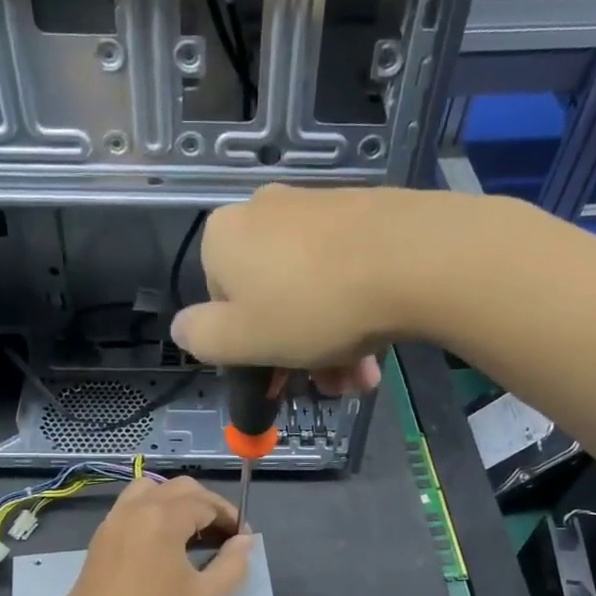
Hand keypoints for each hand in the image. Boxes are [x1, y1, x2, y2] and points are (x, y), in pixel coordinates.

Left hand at [46, 476, 250, 595]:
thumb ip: (233, 564)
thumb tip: (244, 540)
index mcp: (162, 518)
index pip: (205, 502)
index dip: (229, 517)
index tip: (243, 539)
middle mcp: (134, 510)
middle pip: (178, 488)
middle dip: (206, 504)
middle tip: (223, 535)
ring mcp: (111, 523)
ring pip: (149, 490)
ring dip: (175, 502)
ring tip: (190, 533)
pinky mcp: (98, 540)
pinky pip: (129, 508)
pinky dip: (151, 511)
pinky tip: (161, 545)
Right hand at [170, 185, 441, 394]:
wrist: (413, 260)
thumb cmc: (312, 307)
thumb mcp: (241, 340)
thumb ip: (200, 338)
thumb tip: (181, 328)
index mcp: (224, 237)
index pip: (220, 303)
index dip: (247, 348)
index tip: (278, 378)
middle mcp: (264, 211)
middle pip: (269, 298)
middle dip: (296, 354)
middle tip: (327, 387)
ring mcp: (317, 207)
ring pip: (311, 291)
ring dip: (329, 345)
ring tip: (360, 380)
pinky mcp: (363, 212)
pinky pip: (344, 271)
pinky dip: (353, 312)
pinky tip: (377, 349)